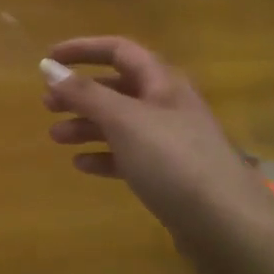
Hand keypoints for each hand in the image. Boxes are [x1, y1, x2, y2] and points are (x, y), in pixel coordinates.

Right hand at [40, 37, 273, 256]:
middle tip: (46, 104)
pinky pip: (129, 155)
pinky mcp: (168, 174)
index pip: (118, 50)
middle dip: (80, 92)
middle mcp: (166, 104)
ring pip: (119, 122)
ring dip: (86, 125)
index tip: (48, 59)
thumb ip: (85, 94)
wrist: (227, 223)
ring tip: (55, 138)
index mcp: (161, 82)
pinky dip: (104, 155)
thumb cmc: (173, 159)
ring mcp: (169, 141)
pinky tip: (82, 165)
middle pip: (116, 87)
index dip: (83, 50)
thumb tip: (49, 68)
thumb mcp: (124, 120)